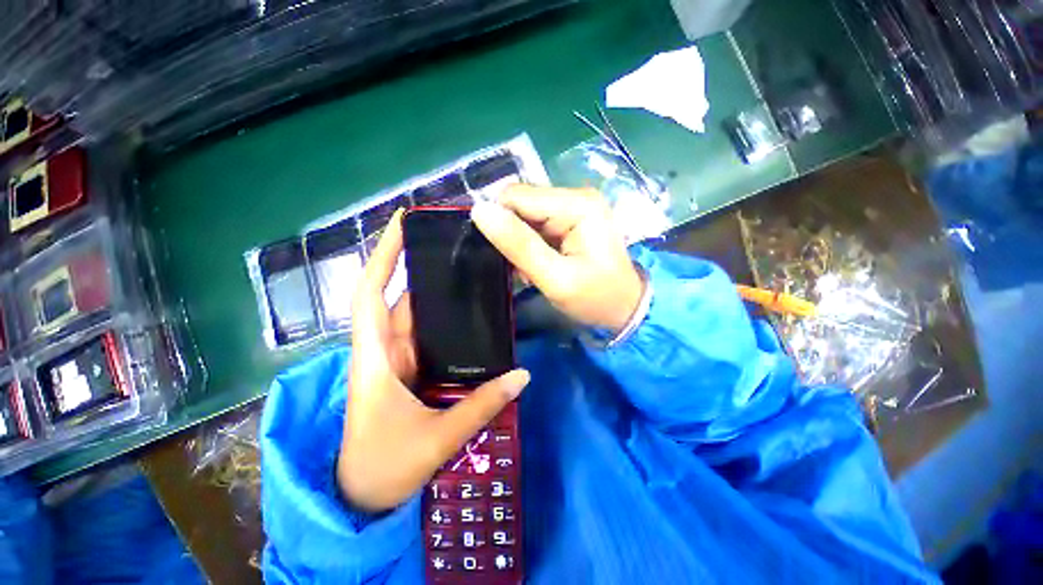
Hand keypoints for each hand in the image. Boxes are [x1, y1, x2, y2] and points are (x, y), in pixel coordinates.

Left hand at [337, 209, 529, 511]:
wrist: (362, 497)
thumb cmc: (385, 468)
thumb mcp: (436, 439)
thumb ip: (481, 406)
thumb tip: (523, 376)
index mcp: (376, 357)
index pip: (371, 293)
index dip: (383, 255)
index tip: (402, 224)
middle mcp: (385, 349)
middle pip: (401, 297)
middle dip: (421, 267)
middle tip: (456, 245)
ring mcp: (398, 359)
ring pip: (416, 315)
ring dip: (437, 293)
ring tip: (470, 271)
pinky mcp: (410, 370)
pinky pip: (428, 336)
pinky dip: (445, 321)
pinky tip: (470, 314)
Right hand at [472, 185, 643, 331]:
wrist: (625, 309)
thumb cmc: (595, 298)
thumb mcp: (555, 278)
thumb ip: (518, 245)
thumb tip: (480, 211)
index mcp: (576, 204)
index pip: (516, 196)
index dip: (500, 222)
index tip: (503, 255)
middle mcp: (575, 196)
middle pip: (521, 203)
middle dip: (512, 235)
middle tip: (522, 267)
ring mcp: (574, 207)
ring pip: (525, 216)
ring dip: (520, 243)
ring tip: (531, 270)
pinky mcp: (571, 219)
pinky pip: (535, 225)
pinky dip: (530, 245)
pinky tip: (538, 265)